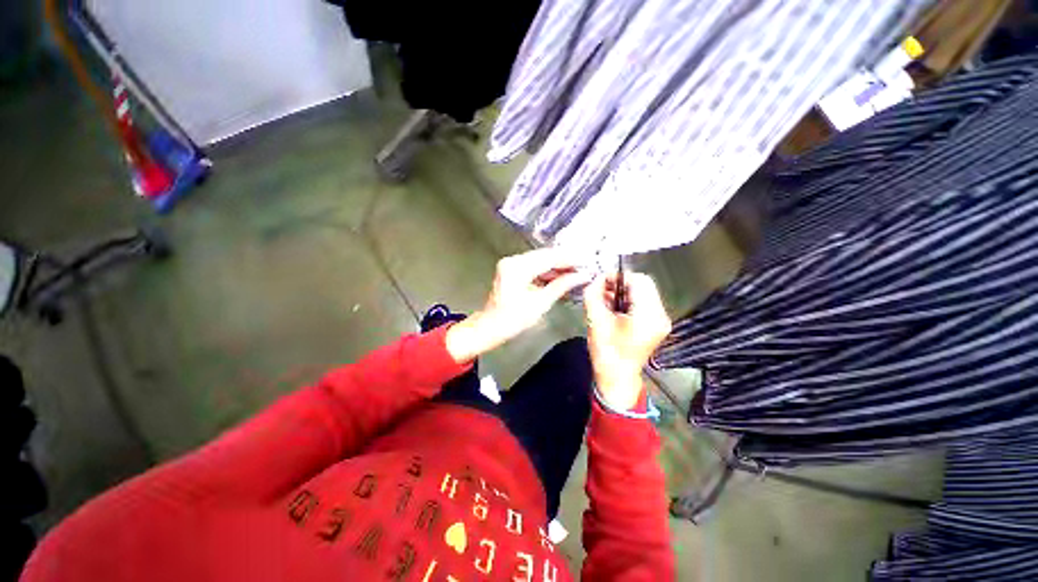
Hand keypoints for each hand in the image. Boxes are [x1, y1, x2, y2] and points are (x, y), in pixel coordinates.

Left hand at [446, 248, 590, 362]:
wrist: (490, 327)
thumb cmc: (513, 319)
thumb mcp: (540, 303)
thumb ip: (561, 286)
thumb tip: (582, 276)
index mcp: (517, 267)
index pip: (549, 258)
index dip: (570, 259)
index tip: (587, 262)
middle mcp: (513, 260)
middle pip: (545, 256)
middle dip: (565, 262)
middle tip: (585, 267)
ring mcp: (511, 264)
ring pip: (540, 261)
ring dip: (557, 267)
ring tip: (577, 273)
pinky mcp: (512, 270)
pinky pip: (534, 267)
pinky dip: (547, 272)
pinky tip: (561, 278)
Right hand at [583, 273, 671, 410]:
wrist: (617, 377)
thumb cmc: (606, 352)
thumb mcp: (595, 320)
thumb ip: (594, 294)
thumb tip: (597, 278)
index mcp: (648, 315)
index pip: (639, 280)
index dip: (619, 277)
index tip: (602, 281)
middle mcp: (660, 316)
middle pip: (643, 285)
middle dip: (621, 284)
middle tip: (602, 289)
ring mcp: (660, 321)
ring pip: (643, 293)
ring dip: (623, 292)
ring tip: (606, 300)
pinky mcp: (656, 325)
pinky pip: (643, 303)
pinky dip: (628, 301)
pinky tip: (613, 308)